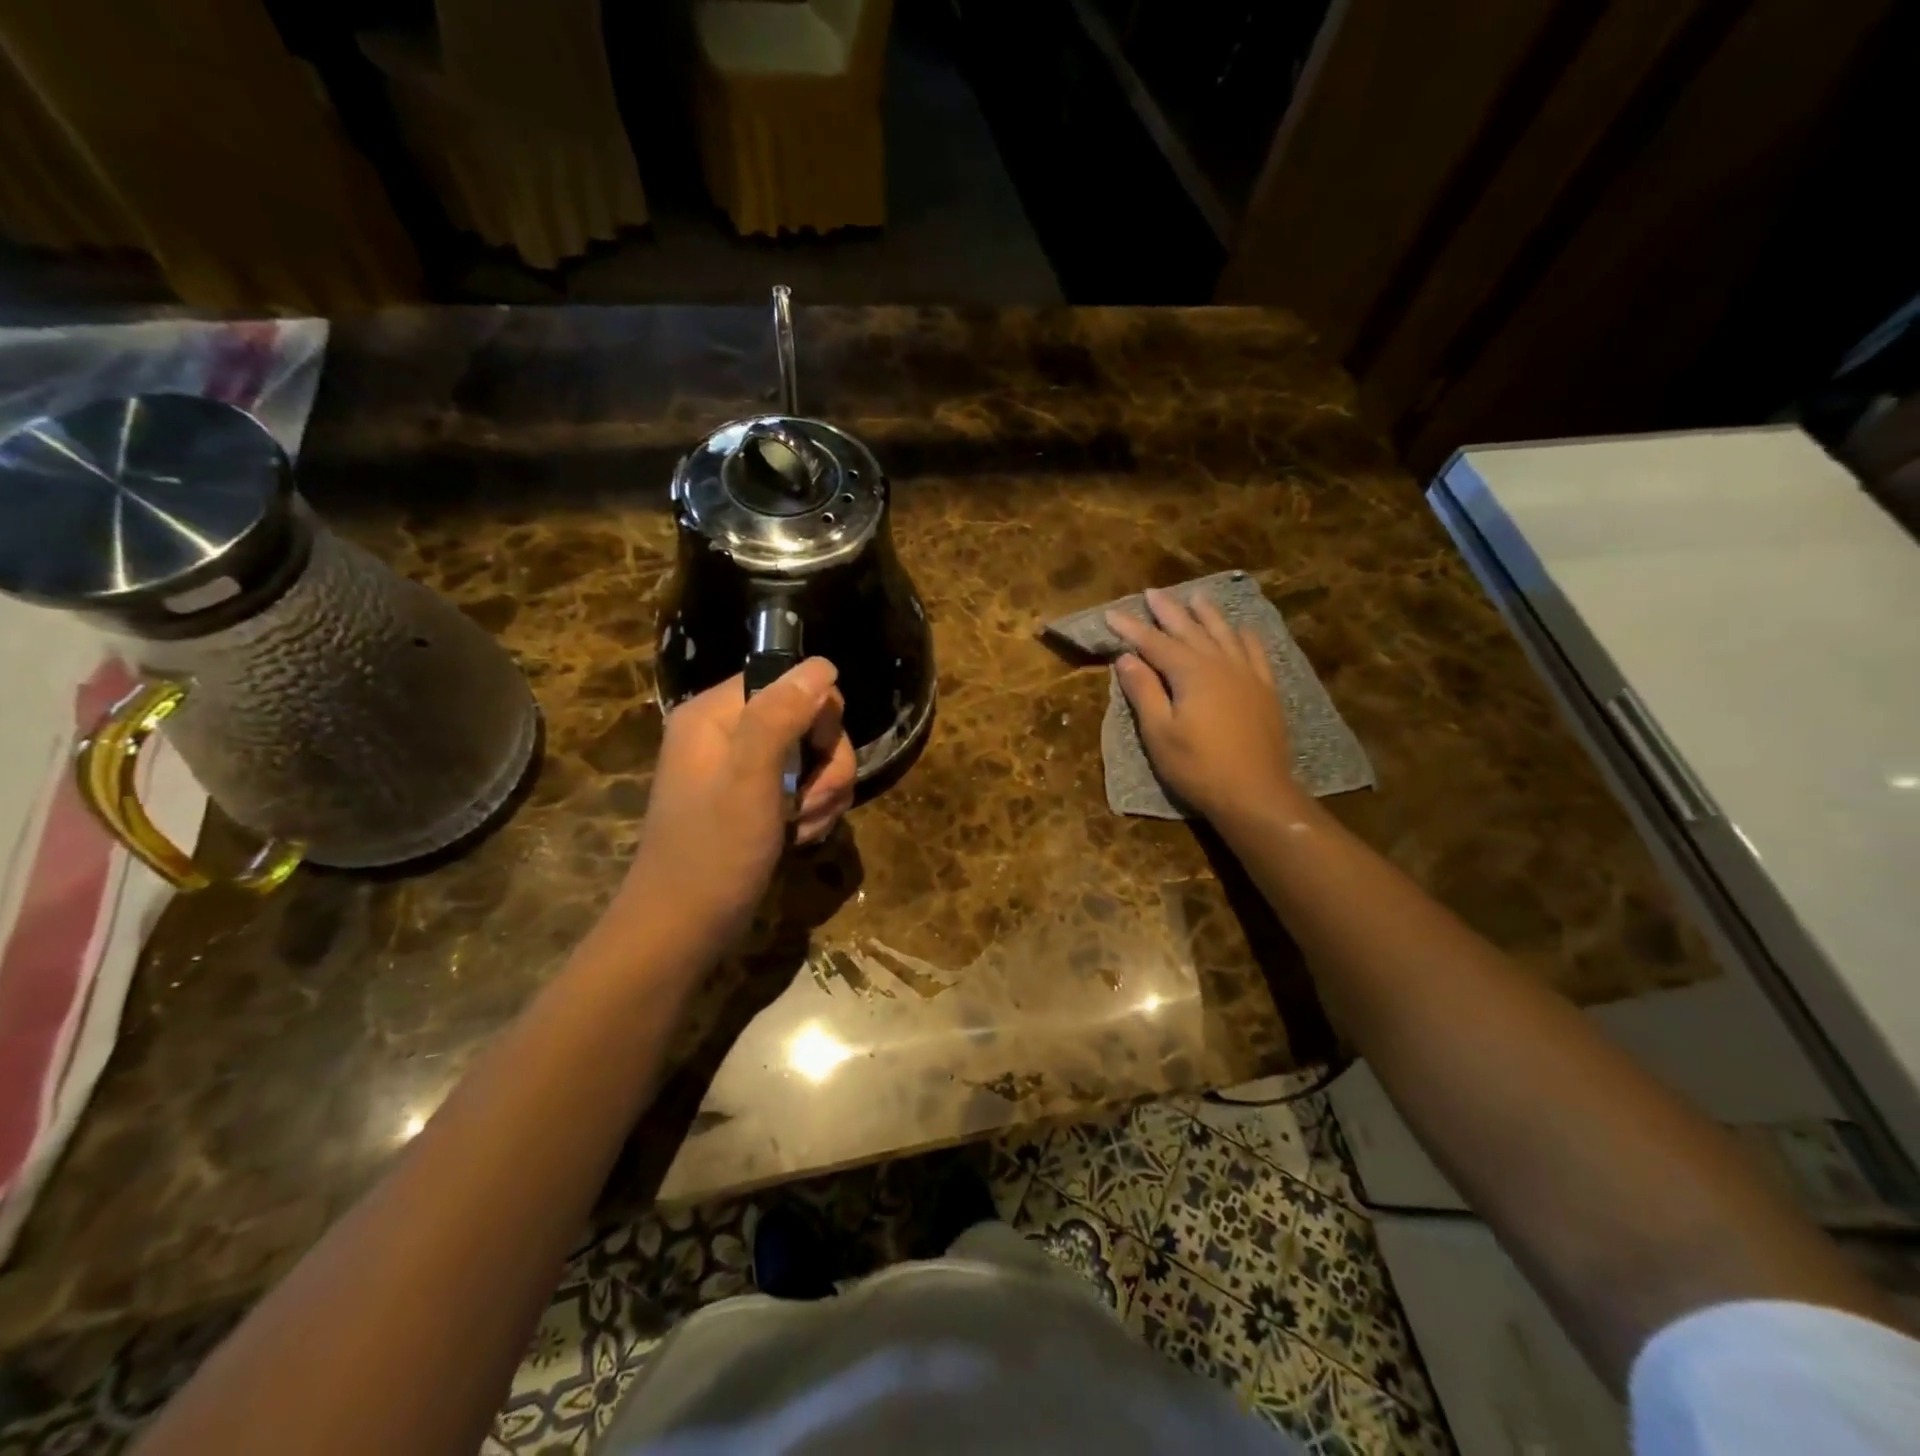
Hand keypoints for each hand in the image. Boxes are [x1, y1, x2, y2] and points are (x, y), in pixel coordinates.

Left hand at [619, 659, 857, 952]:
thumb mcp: (749, 780)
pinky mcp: (755, 798)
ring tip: (802, 827)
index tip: (815, 756)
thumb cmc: (712, 854)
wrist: (682, 930)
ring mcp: (742, 767)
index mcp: (714, 714)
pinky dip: (812, 810)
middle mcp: (727, 732)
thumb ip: (781, 716)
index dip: (816, 715)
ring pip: (814, 756)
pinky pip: (804, 785)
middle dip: (825, 763)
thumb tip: (821, 666)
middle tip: (810, 802)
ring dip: (823, 793)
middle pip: (808, 718)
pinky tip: (799, 836)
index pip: (788, 680)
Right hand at [1108, 588, 1302, 823]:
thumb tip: (1126, 658)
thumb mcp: (1159, 733)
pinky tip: (1242, 629)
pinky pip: (1255, 652)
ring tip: (1196, 597)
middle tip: (1152, 592)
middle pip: (1190, 630)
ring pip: (1224, 634)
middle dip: (1169, 611)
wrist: (1256, 793)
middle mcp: (1220, 664)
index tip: (1111, 613)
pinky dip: (1245, 636)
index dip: (1132, 628)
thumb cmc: (1199, 767)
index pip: (1155, 643)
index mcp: (1191, 673)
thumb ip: (1144, 691)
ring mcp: (1248, 675)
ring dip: (1207, 614)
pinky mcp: (1265, 690)